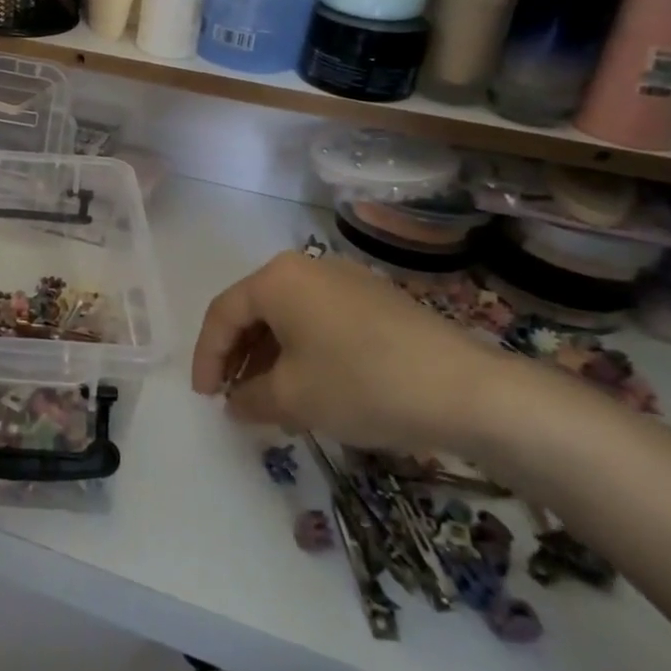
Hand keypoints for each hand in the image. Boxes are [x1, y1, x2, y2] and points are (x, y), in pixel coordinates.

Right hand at [191, 251, 513, 455]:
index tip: (205, 398)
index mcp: (276, 279)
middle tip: (233, 398)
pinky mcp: (376, 299)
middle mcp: (307, 267)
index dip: (207, 358)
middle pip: (255, 311)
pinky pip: (321, 321)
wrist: (465, 390)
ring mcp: (346, 280)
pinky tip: (312, 387)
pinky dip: (303, 351)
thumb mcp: (292, 398)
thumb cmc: (360, 384)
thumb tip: (235, 403)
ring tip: (269, 400)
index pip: (223, 314)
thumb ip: (249, 399)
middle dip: (239, 357)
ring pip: (289, 317)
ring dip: (270, 357)